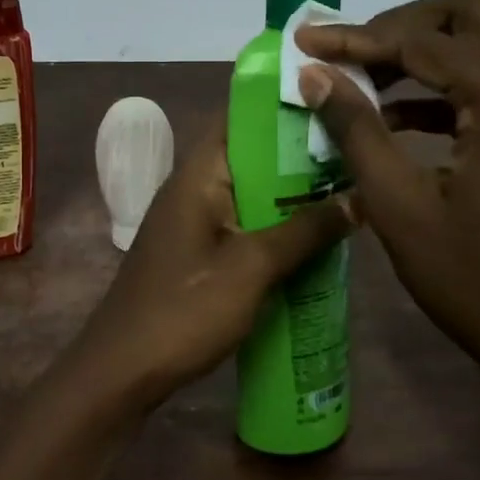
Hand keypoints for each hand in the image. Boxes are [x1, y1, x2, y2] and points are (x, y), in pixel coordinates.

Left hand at [68, 126, 356, 403]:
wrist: (122, 371)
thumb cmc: (184, 310)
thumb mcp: (252, 268)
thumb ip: (303, 232)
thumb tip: (357, 199)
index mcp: (196, 177)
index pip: (237, 120)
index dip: (281, 110)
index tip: (331, 108)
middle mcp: (191, 191)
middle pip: (248, 158)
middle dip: (297, 158)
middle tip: (354, 157)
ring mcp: (190, 225)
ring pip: (247, 196)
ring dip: (288, 198)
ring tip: (344, 194)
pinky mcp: (194, 256)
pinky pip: (240, 228)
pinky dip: (272, 229)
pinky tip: (310, 242)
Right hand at [296, 0, 479, 397]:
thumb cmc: (477, 282)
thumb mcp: (401, 208)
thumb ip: (356, 131)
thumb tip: (314, 75)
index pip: (424, 40)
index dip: (357, 38)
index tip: (306, 43)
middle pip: (468, 15)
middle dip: (400, 26)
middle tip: (347, 55)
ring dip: (426, 52)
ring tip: (364, 82)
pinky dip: (451, 83)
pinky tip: (402, 115)